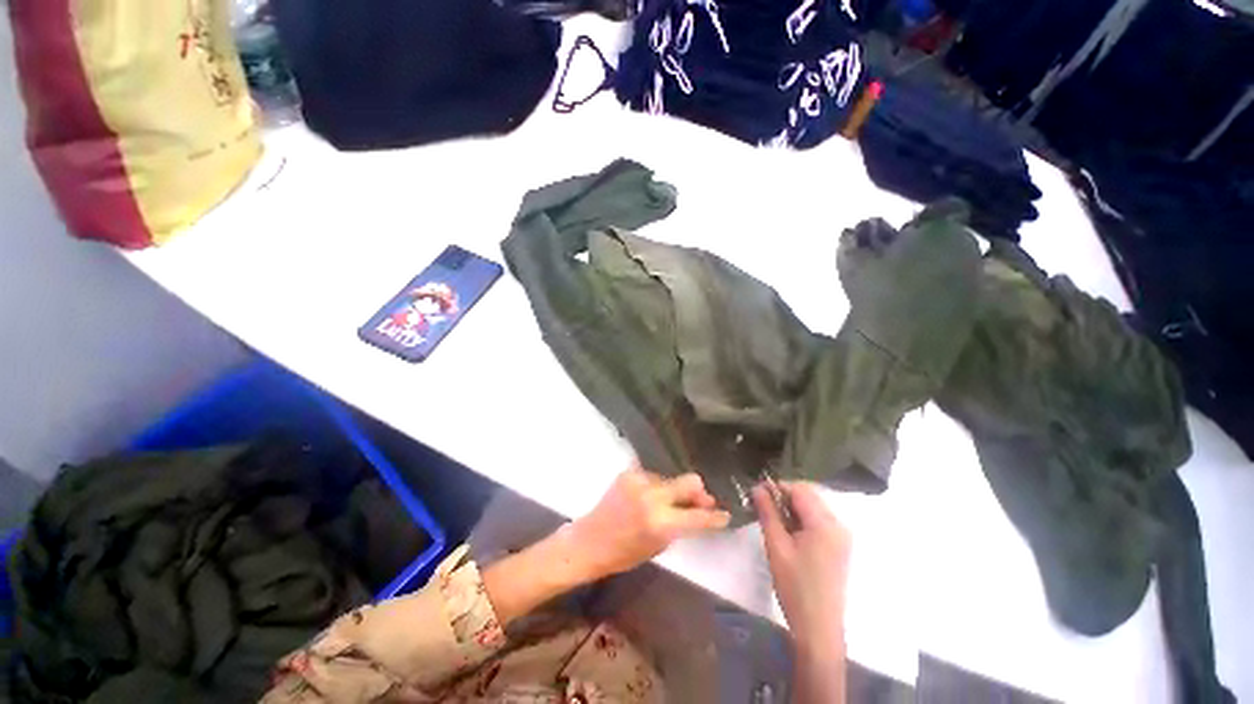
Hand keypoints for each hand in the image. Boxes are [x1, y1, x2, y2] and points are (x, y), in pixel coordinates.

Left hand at [569, 465, 731, 579]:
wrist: (589, 540)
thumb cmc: (624, 553)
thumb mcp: (658, 546)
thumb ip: (679, 526)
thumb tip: (697, 511)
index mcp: (660, 523)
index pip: (698, 517)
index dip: (715, 517)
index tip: (725, 514)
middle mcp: (652, 497)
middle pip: (690, 481)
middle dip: (699, 492)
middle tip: (702, 500)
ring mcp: (639, 481)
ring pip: (670, 478)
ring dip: (673, 490)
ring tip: (667, 503)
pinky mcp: (628, 472)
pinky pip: (652, 476)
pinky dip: (656, 486)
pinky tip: (649, 497)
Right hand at [754, 482, 850, 657]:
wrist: (819, 629)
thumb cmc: (795, 587)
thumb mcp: (776, 546)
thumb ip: (768, 513)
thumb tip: (757, 488)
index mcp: (825, 524)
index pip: (800, 489)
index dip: (777, 487)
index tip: (757, 495)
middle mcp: (838, 525)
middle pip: (809, 496)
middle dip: (784, 497)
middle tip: (762, 508)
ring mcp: (842, 537)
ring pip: (813, 508)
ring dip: (792, 508)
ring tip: (773, 522)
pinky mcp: (840, 548)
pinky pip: (819, 522)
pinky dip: (802, 520)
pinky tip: (788, 534)